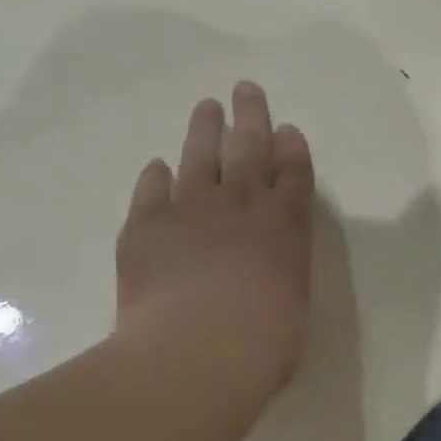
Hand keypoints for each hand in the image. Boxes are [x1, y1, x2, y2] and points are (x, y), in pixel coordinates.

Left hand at [113, 82, 314, 389]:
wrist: (196, 351)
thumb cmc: (263, 342)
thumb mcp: (291, 304)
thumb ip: (279, 276)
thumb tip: (263, 274)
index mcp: (285, 223)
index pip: (293, 171)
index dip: (291, 147)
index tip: (287, 128)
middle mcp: (241, 205)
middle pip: (249, 148)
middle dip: (251, 116)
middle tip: (245, 88)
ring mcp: (192, 211)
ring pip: (200, 158)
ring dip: (204, 131)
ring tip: (206, 107)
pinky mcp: (146, 227)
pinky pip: (152, 191)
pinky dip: (156, 177)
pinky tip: (157, 166)